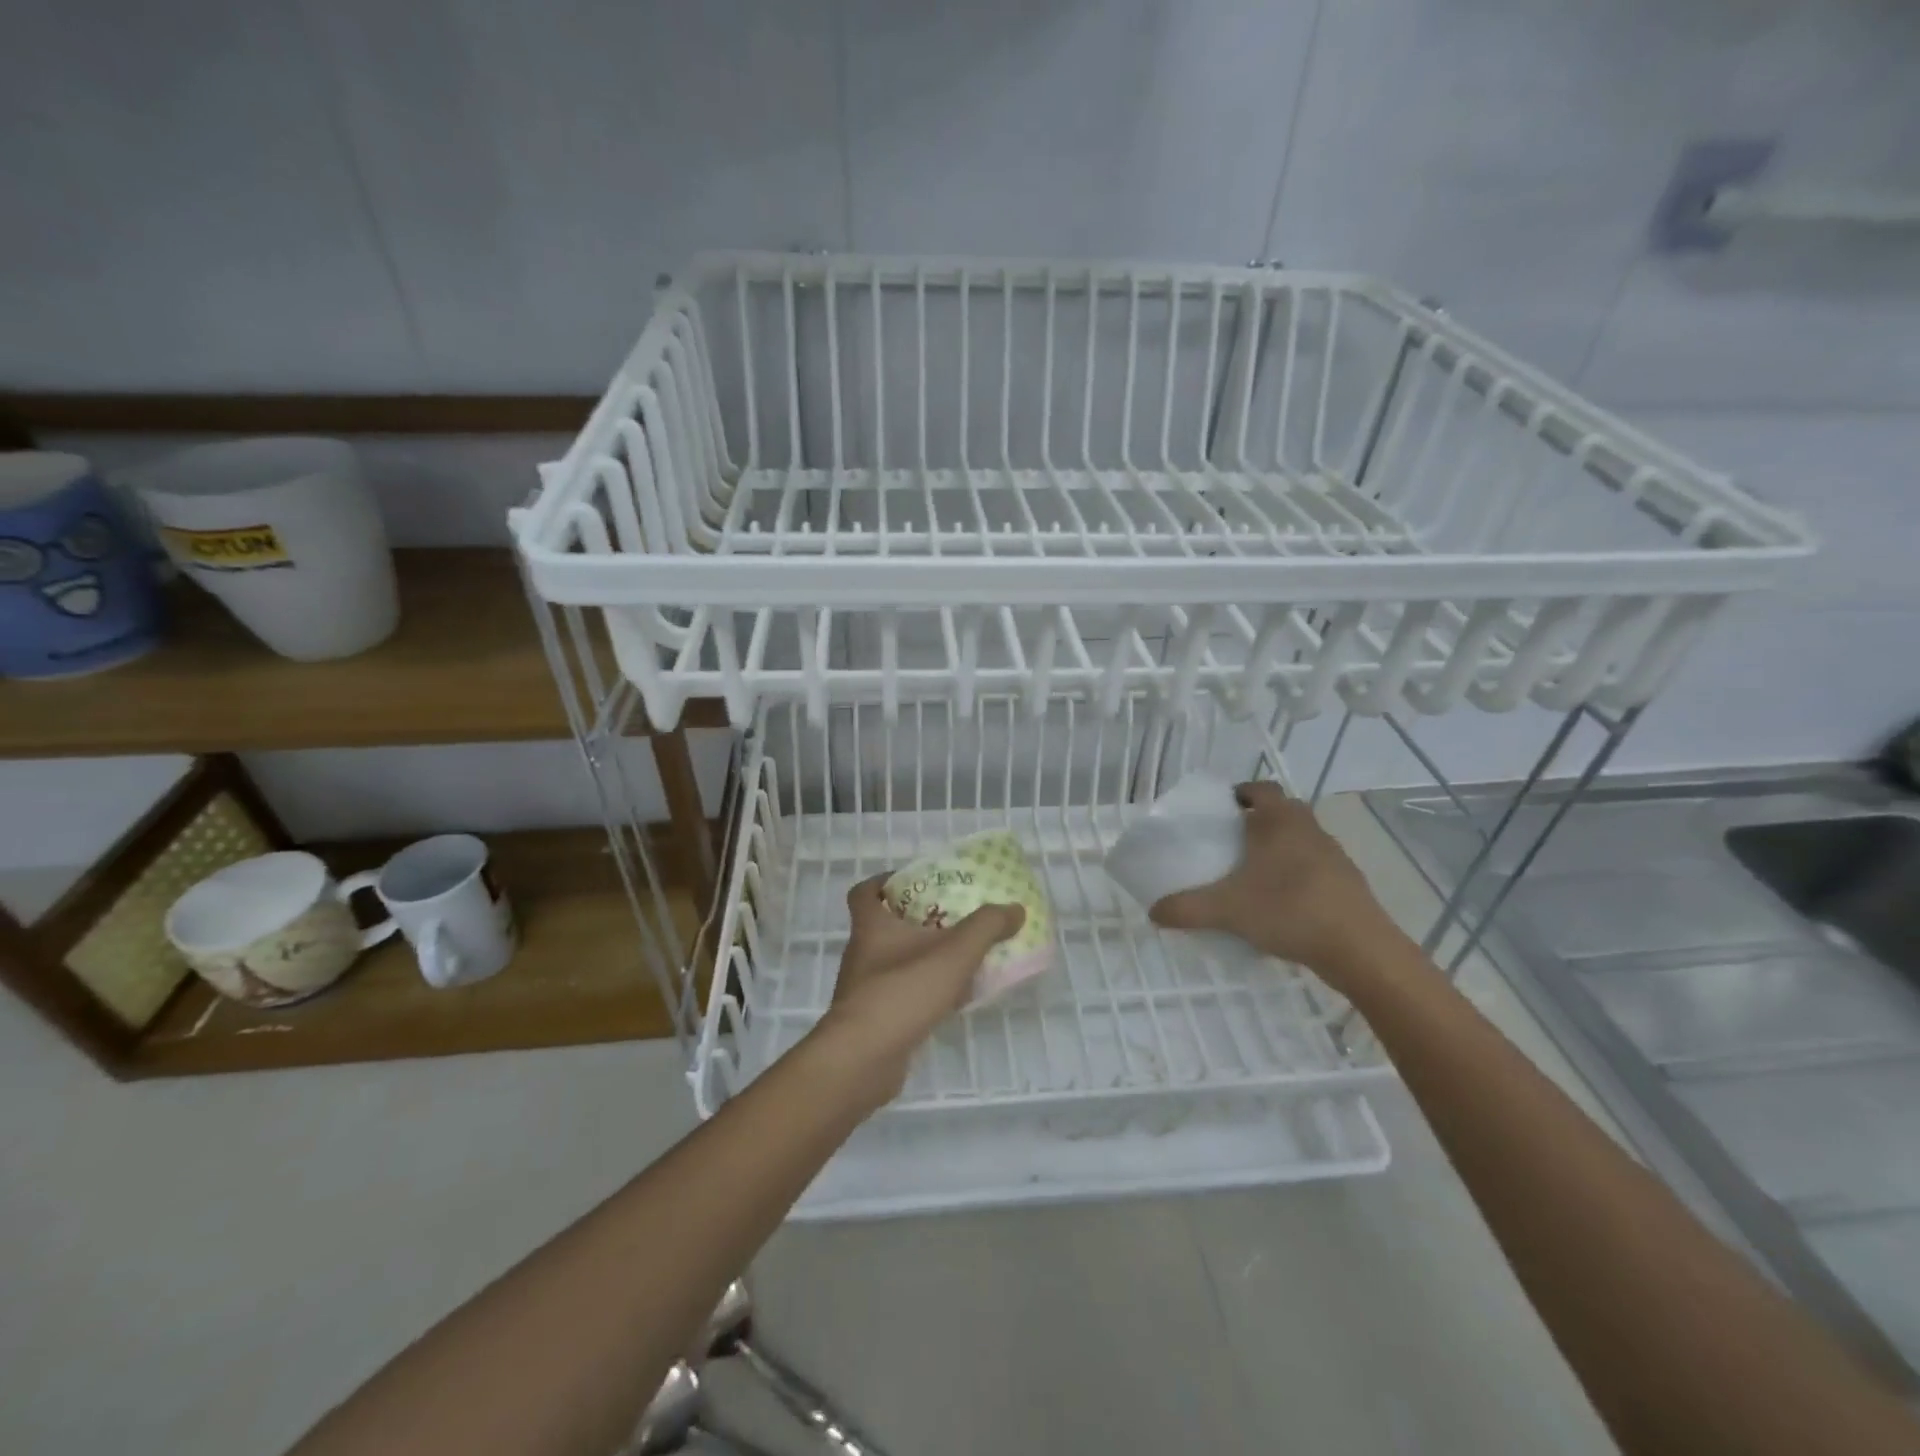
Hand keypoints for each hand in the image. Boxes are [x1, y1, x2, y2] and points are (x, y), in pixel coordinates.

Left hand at [816, 874, 1023, 1096]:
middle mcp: (862, 954)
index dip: (884, 882)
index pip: (864, 892)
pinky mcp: (873, 1021)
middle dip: (918, 921)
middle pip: (886, 927)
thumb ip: (986, 927)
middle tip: (953, 919)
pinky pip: (901, 996)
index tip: (913, 882)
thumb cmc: (902, 991)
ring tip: (961, 959)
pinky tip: (952, 1001)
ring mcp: (865, 990)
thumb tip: (1014, 909)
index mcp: (871, 927)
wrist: (862, 1060)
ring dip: (924, 959)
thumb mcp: (954, 953)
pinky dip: (923, 993)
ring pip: (896, 963)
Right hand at [1148, 781, 1396, 981]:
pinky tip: (1279, 902)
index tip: (1221, 809)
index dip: (1241, 792)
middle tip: (1229, 841)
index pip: (1261, 788)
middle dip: (1256, 821)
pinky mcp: (1347, 882)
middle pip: (1281, 812)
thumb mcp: (1228, 910)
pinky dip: (1295, 873)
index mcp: (1280, 821)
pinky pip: (1314, 866)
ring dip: (1278, 848)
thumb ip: (1187, 908)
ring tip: (1250, 873)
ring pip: (1299, 839)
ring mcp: (1333, 855)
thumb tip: (1153, 912)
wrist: (1359, 949)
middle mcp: (1309, 829)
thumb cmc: (1289, 910)